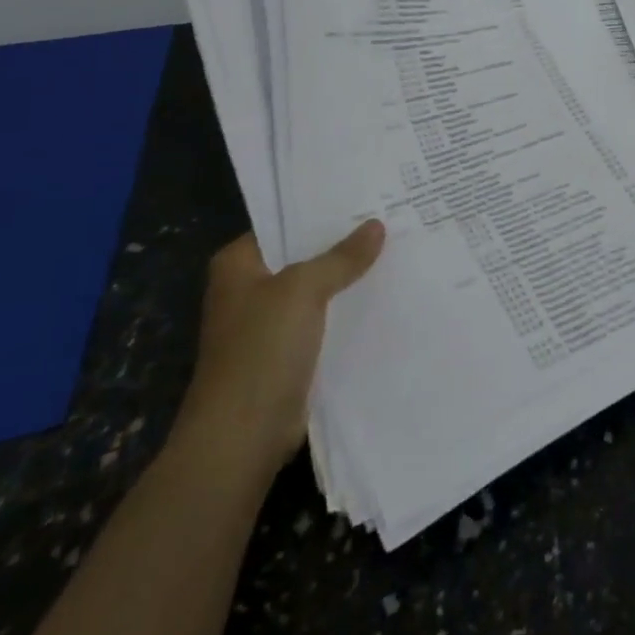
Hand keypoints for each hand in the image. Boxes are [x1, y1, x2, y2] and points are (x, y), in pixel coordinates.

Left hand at [170, 222, 384, 480]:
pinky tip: (384, 295)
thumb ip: (341, 257)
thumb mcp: (303, 290)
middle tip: (389, 216)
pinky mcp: (287, 353)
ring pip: (316, 289)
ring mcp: (268, 323)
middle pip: (303, 255)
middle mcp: (249, 289)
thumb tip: (376, 225)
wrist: (241, 439)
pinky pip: (324, 319)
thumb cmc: (260, 351)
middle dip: (342, 242)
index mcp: (238, 264)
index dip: (321, 210)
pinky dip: (347, 309)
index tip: (364, 195)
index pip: (283, 222)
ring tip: (396, 249)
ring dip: (347, 278)